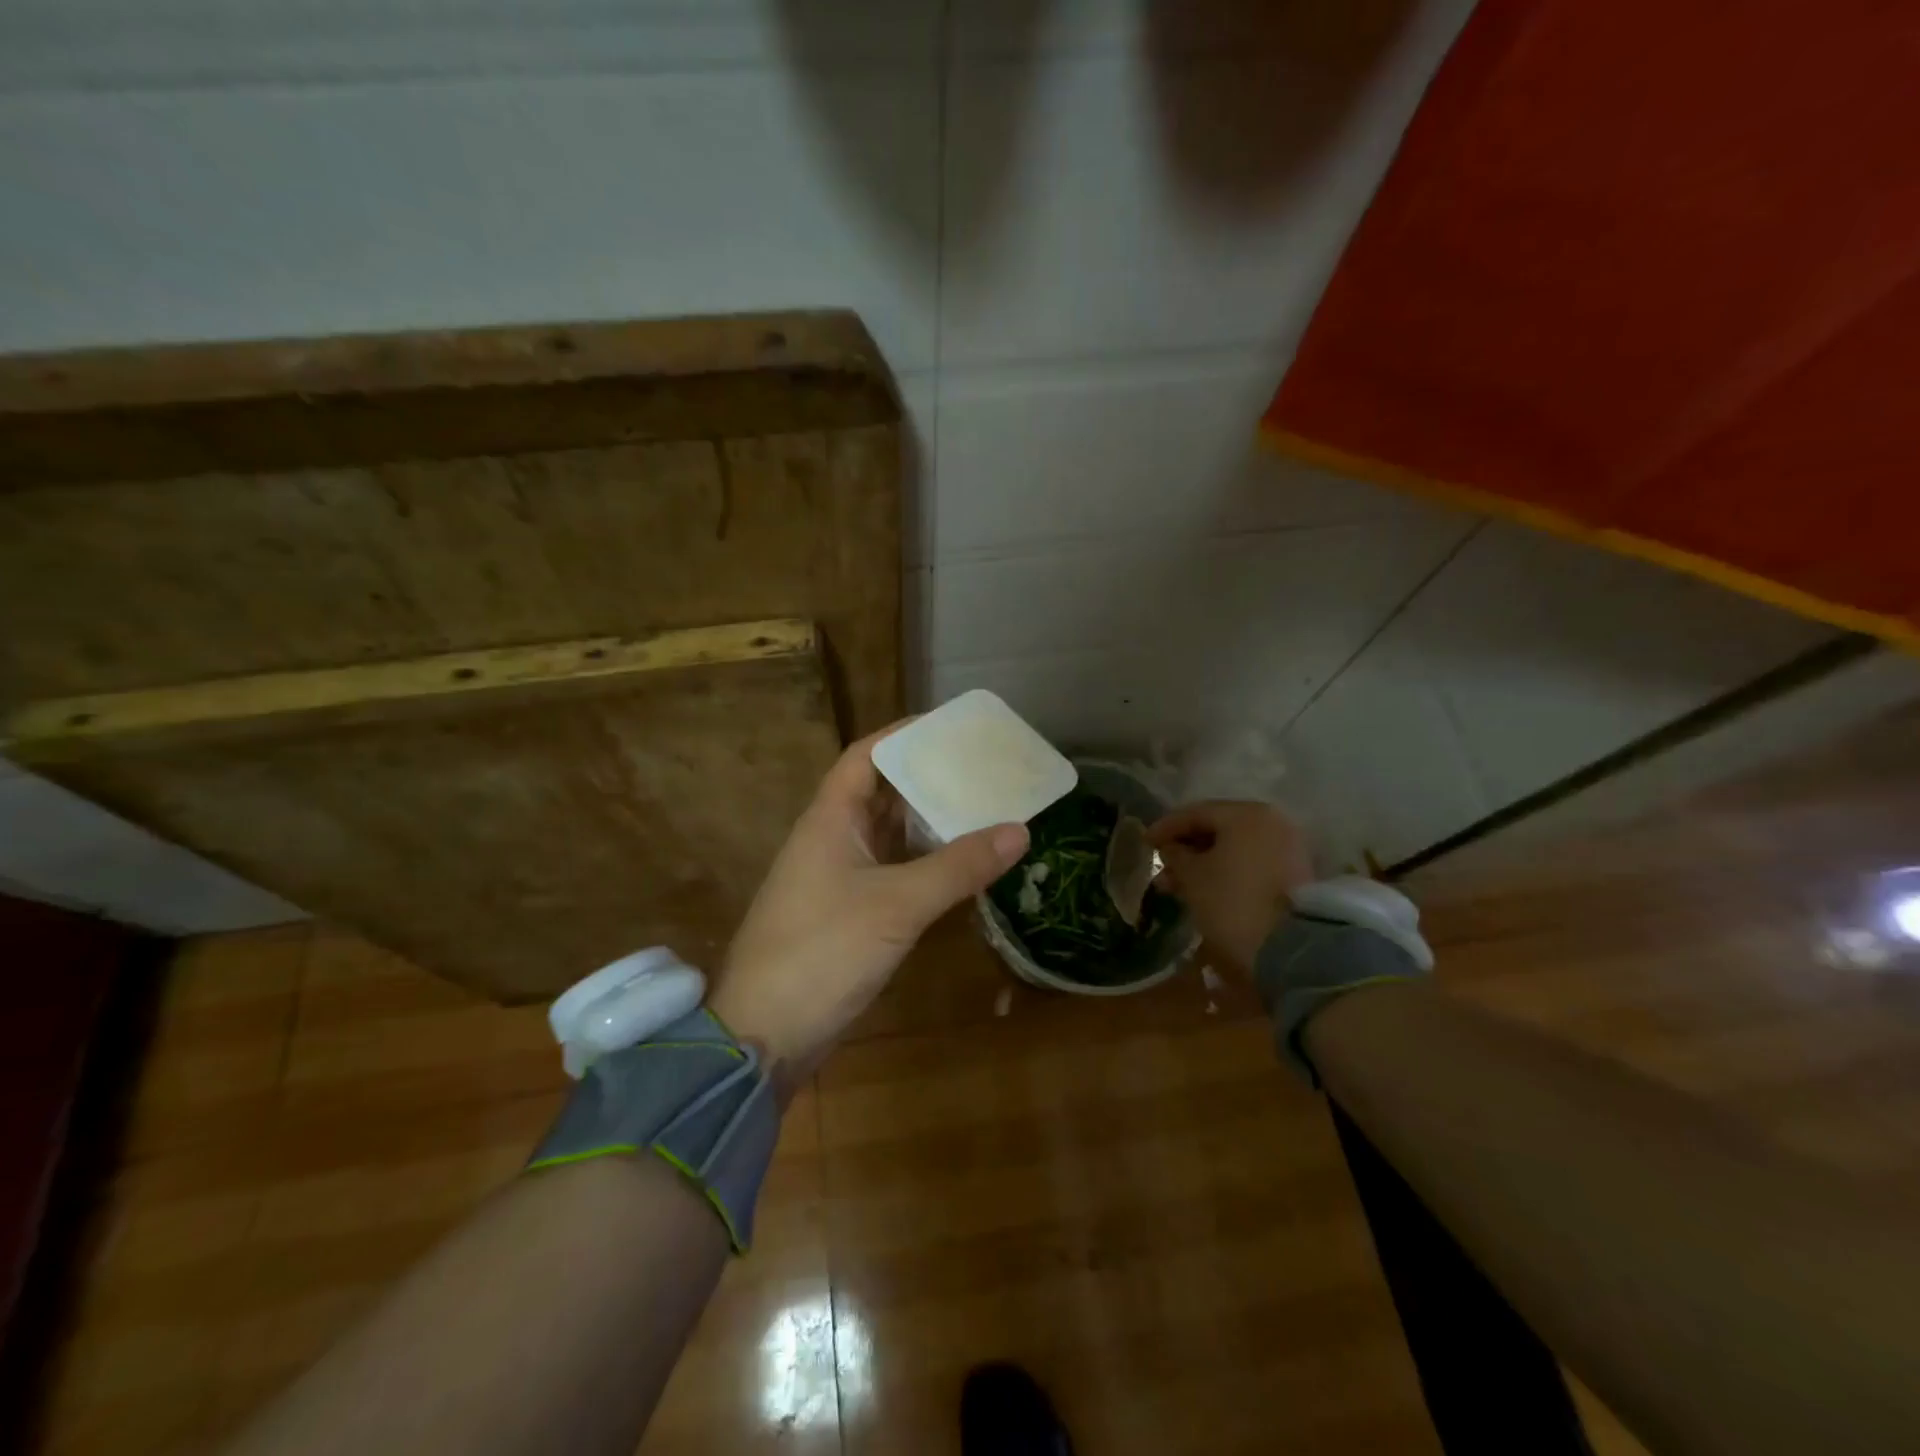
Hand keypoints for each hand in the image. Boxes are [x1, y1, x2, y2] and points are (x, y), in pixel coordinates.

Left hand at [709, 722, 1029, 1090]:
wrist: (764, 1036)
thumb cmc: (823, 952)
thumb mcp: (897, 904)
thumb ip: (958, 867)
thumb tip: (1020, 829)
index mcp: (830, 819)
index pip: (866, 756)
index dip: (904, 734)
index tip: (952, 727)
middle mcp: (833, 839)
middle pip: (883, 792)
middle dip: (930, 777)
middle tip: (984, 768)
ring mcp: (839, 878)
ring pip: (891, 835)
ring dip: (931, 822)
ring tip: (986, 807)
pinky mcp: (850, 914)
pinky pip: (895, 872)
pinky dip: (927, 863)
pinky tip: (965, 864)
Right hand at [1147, 801, 1313, 972]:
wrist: (1293, 951)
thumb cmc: (1233, 903)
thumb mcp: (1193, 877)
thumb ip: (1175, 855)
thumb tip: (1170, 847)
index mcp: (1245, 814)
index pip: (1195, 812)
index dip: (1166, 827)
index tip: (1145, 843)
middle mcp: (1271, 822)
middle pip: (1218, 828)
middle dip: (1185, 848)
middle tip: (1161, 867)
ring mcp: (1287, 847)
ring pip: (1234, 847)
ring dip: (1204, 862)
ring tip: (1177, 885)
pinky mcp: (1294, 873)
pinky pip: (1250, 862)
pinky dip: (1226, 870)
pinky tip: (1206, 888)